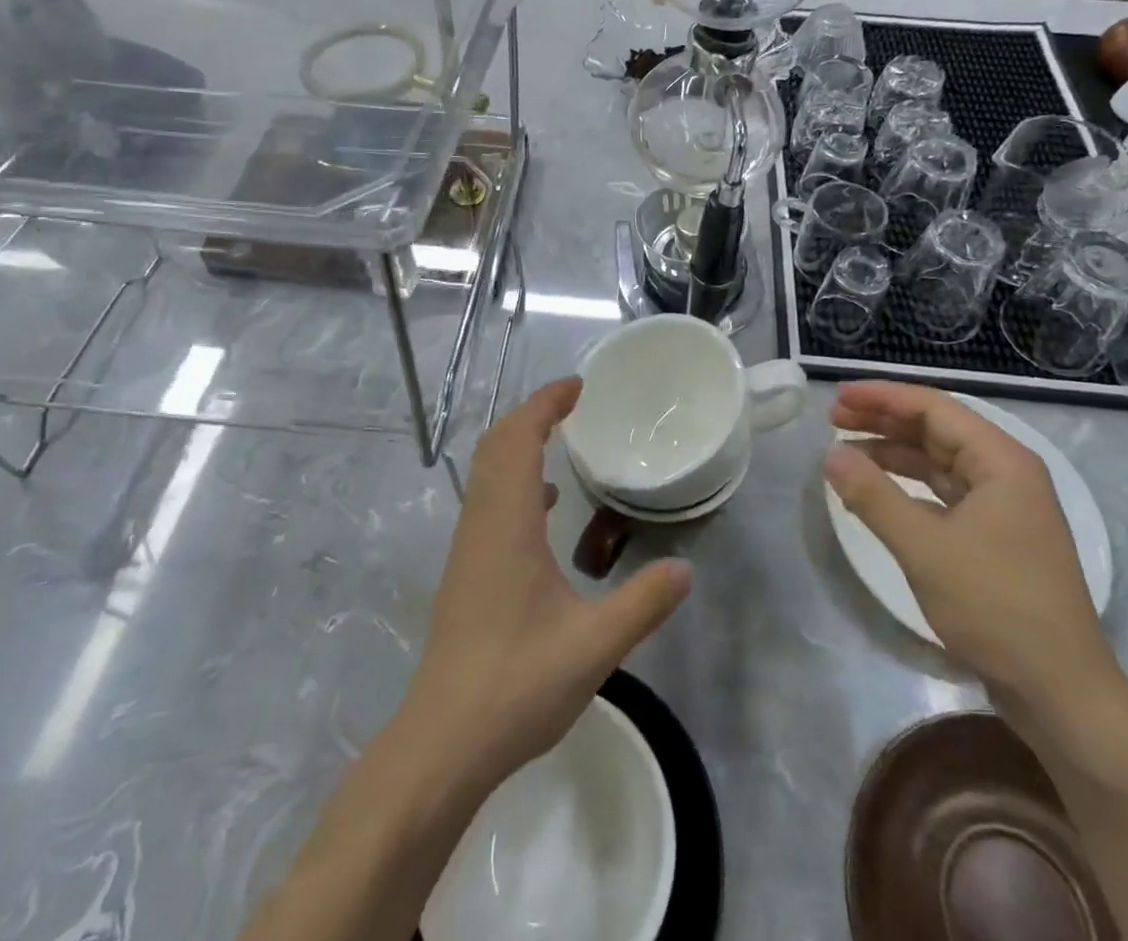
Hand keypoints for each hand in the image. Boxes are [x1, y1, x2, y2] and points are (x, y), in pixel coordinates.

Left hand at [401, 378, 691, 795]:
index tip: (578, 386)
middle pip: (497, 444)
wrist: (443, 741)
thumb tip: (684, 569)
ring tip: (559, 440)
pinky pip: (488, 501)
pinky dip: (513, 481)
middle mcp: (481, 522)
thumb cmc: (517, 683)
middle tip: (572, 403)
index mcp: (507, 522)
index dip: (545, 403)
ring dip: (518, 444)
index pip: (520, 438)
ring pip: (487, 472)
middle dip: (531, 414)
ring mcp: (468, 547)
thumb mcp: (594, 645)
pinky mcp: (465, 570)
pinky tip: (543, 508)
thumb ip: (643, 603)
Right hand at [823, 382, 1117, 719]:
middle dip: (884, 421)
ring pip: (937, 463)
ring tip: (845, 452)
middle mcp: (1006, 474)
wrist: (1061, 693)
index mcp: (1001, 462)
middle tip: (833, 419)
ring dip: (892, 454)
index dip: (883, 397)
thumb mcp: (925, 547)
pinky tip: (877, 493)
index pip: (934, 408)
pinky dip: (907, 488)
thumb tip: (831, 454)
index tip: (839, 396)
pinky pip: (942, 494)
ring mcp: (1003, 508)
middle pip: (936, 431)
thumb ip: (873, 495)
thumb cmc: (996, 607)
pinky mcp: (995, 538)